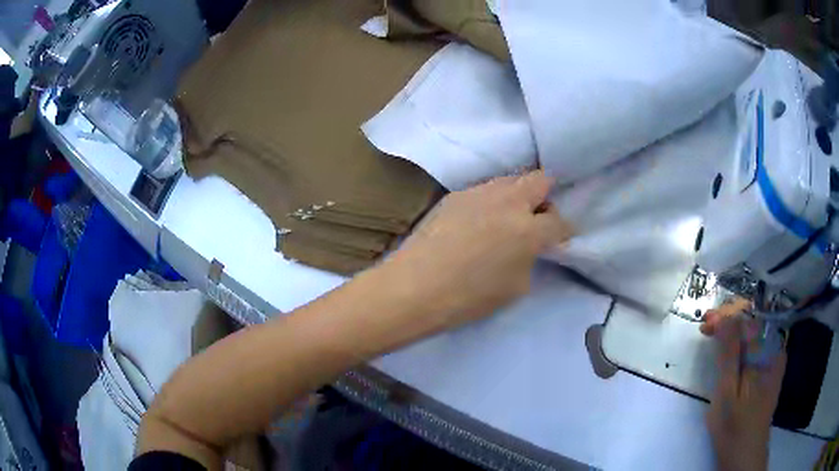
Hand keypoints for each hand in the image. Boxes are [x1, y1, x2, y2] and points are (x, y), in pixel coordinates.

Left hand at [380, 170, 573, 335]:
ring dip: (519, 194)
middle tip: (539, 217)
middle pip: (540, 180)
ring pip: (511, 180)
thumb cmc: (468, 297)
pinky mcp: (455, 194)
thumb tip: (529, 247)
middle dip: (547, 196)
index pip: (559, 221)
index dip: (564, 230)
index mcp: (528, 230)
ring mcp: (479, 193)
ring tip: (509, 216)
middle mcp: (508, 201)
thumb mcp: (515, 288)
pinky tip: (481, 219)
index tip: (560, 238)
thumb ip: (529, 260)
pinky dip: (493, 199)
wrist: (414, 287)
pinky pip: (485, 189)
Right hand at [702, 301, 786, 470]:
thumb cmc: (733, 426)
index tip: (705, 321)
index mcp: (766, 352)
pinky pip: (760, 345)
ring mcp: (776, 358)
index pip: (746, 320)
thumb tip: (725, 317)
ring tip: (716, 335)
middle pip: (753, 322)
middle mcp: (775, 348)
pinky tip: (734, 349)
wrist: (746, 452)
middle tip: (707, 327)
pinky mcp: (772, 368)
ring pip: (756, 332)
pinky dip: (745, 343)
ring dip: (736, 331)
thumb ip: (729, 353)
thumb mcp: (727, 392)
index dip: (726, 317)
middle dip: (730, 321)